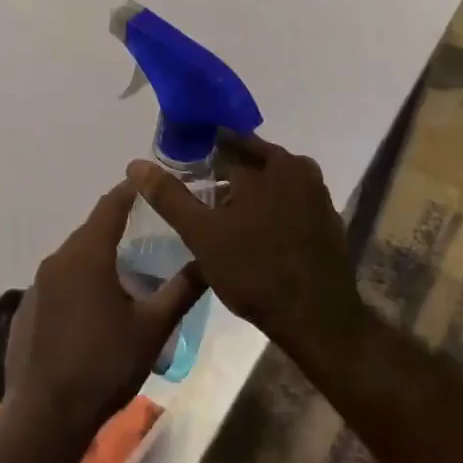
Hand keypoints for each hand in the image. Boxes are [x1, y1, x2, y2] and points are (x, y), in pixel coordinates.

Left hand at [2, 180, 203, 442]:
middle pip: (91, 229)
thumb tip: (209, 260)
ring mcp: (37, 285)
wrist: (47, 414)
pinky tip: (96, 309)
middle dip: (119, 225)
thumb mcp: (153, 327)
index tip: (152, 183)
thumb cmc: (105, 364)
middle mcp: (57, 260)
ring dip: (100, 255)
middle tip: (152, 231)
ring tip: (129, 271)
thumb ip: (182, 289)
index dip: (132, 190)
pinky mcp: (27, 309)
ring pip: (74, 256)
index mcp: (87, 255)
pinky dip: (80, 281)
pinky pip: (59, 281)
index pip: (111, 205)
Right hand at [126, 133, 371, 376]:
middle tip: (194, 192)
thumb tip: (136, 164)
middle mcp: (301, 170)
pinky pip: (287, 204)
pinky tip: (249, 234)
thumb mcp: (202, 234)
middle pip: (250, 162)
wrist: (317, 320)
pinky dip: (266, 210)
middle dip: (221, 174)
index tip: (179, 168)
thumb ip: (169, 196)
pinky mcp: (326, 222)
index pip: (226, 143)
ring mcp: (318, 197)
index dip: (199, 154)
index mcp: (273, 163)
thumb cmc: (255, 271)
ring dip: (244, 194)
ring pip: (269, 184)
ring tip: (215, 215)